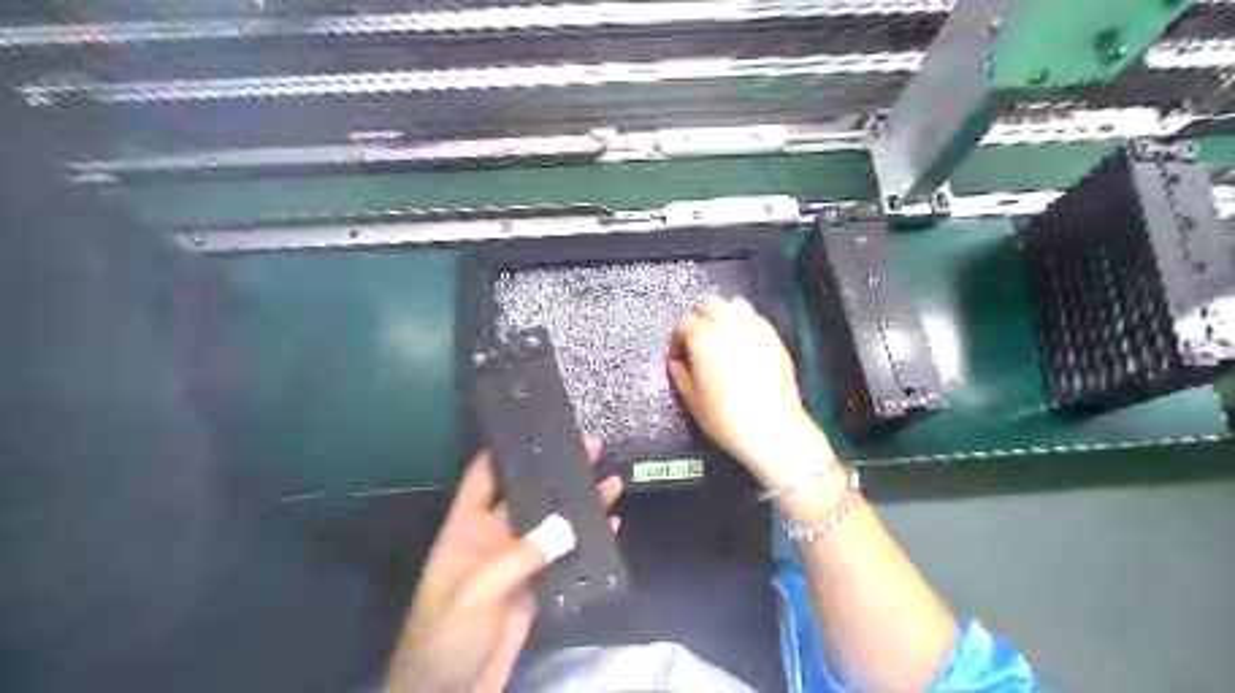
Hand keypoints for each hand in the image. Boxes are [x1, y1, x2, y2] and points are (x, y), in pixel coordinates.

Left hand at [383, 441, 621, 689]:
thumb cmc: (446, 635)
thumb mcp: (477, 589)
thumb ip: (521, 554)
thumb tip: (568, 524)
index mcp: (467, 527)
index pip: (484, 475)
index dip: (507, 450)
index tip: (538, 427)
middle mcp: (494, 537)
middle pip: (529, 494)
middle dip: (558, 471)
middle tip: (590, 447)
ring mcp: (518, 562)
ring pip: (553, 523)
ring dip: (580, 503)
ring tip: (610, 479)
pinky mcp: (536, 586)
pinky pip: (565, 556)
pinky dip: (588, 541)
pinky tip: (610, 525)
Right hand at [672, 296, 834, 488]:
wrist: (772, 428)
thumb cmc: (726, 417)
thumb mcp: (693, 400)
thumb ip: (680, 375)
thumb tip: (676, 363)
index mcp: (704, 339)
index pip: (684, 324)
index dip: (677, 340)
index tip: (678, 356)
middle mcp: (729, 326)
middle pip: (710, 305)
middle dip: (700, 320)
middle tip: (698, 343)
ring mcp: (755, 329)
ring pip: (735, 305)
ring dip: (725, 316)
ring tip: (723, 338)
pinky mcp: (775, 338)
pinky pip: (756, 319)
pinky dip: (746, 325)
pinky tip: (745, 345)